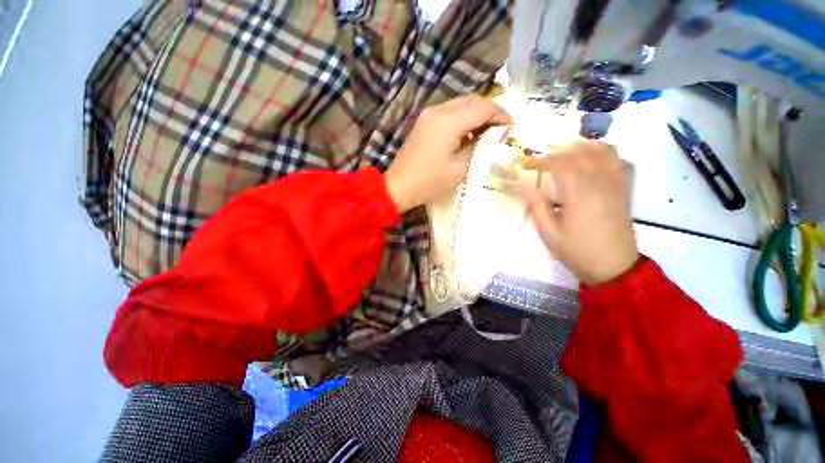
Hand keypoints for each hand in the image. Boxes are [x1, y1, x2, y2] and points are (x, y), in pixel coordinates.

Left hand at [385, 95, 511, 212]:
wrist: (398, 186)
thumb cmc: (430, 181)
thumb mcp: (460, 168)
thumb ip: (479, 146)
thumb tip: (492, 135)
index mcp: (449, 121)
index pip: (483, 107)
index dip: (501, 115)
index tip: (512, 127)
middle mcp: (439, 110)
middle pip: (473, 100)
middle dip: (490, 112)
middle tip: (501, 129)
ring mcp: (429, 114)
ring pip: (461, 104)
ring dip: (476, 114)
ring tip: (486, 132)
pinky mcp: (424, 121)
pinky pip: (449, 112)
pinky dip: (463, 118)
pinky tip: (467, 133)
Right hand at [522, 140, 637, 285]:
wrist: (614, 267)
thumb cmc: (577, 251)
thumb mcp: (549, 233)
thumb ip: (537, 206)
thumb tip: (525, 185)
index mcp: (578, 194)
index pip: (560, 164)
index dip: (542, 160)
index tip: (528, 164)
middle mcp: (599, 183)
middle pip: (581, 153)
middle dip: (560, 149)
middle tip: (543, 153)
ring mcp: (616, 185)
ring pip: (603, 152)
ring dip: (584, 146)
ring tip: (567, 149)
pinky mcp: (625, 190)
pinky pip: (620, 162)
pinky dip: (608, 153)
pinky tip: (596, 157)